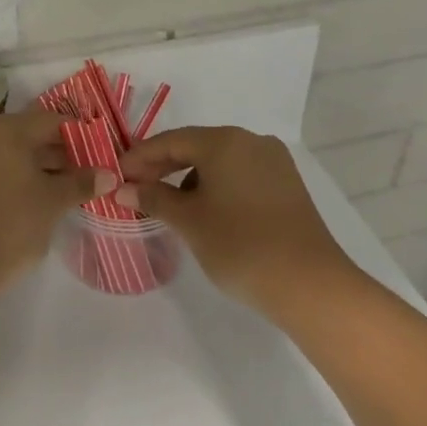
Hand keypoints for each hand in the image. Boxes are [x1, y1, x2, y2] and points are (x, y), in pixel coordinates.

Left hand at [0, 111, 109, 302]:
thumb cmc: (10, 224)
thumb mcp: (52, 203)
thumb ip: (80, 183)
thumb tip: (108, 174)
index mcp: (8, 128)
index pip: (52, 120)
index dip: (79, 136)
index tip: (98, 155)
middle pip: (27, 134)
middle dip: (56, 153)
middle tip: (82, 176)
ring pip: (5, 153)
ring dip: (32, 167)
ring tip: (57, 191)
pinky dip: (8, 177)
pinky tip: (24, 200)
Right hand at [117, 127, 353, 314]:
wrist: (310, 285)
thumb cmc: (240, 245)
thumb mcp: (189, 221)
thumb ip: (154, 198)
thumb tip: (123, 188)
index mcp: (225, 141)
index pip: (171, 140)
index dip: (140, 157)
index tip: (117, 175)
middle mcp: (251, 142)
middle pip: (196, 146)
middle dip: (163, 166)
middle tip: (135, 187)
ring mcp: (274, 163)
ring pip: (219, 162)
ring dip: (189, 178)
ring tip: (169, 205)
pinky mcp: (286, 186)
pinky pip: (239, 175)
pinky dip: (215, 187)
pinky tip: (204, 211)